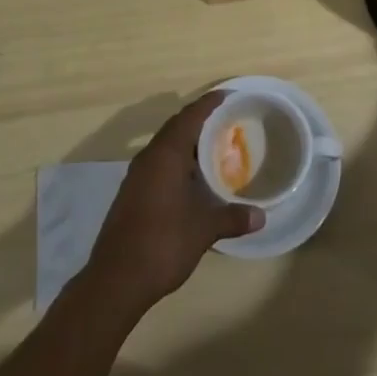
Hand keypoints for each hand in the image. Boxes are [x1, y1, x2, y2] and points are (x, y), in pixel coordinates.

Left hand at [86, 92, 262, 315]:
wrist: (115, 280)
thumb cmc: (162, 244)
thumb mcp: (203, 230)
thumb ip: (232, 218)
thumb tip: (261, 216)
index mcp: (166, 155)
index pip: (190, 117)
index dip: (208, 103)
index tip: (227, 95)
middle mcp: (149, 157)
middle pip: (176, 127)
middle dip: (198, 120)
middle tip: (225, 120)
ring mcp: (136, 176)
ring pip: (164, 146)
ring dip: (186, 142)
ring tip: (212, 147)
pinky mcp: (131, 194)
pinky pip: (157, 164)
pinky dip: (175, 161)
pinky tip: (190, 179)